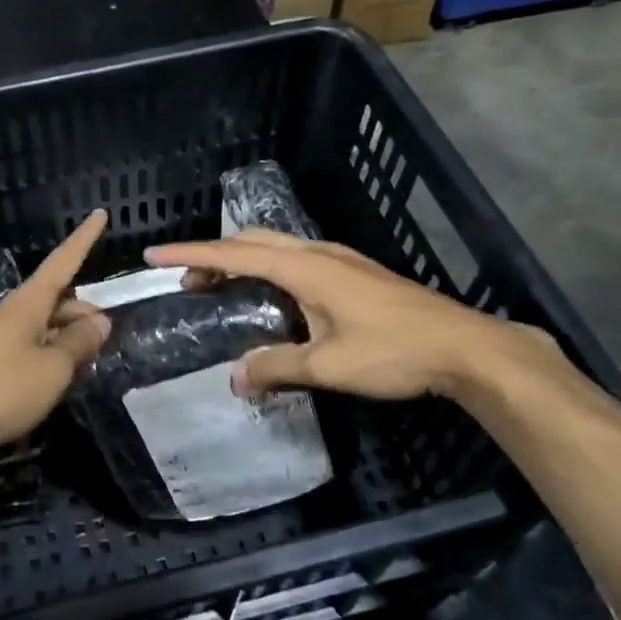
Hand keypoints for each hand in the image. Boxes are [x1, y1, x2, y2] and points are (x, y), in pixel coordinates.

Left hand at [0, 210, 111, 476]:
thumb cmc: (0, 390)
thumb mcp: (52, 368)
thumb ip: (79, 343)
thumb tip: (99, 320)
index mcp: (27, 304)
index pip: (63, 262)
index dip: (84, 240)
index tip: (100, 214)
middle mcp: (11, 315)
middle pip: (55, 299)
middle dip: (83, 309)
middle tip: (108, 331)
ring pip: (43, 327)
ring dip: (68, 336)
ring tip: (91, 358)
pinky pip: (29, 350)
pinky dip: (50, 356)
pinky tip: (60, 378)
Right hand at [142, 229, 521, 401]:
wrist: (465, 347)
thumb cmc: (394, 352)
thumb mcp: (328, 365)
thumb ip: (276, 367)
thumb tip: (235, 376)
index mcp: (305, 268)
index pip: (234, 254)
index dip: (191, 254)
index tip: (155, 254)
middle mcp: (319, 253)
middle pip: (253, 242)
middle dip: (213, 256)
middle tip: (186, 282)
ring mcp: (341, 260)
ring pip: (277, 248)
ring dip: (242, 260)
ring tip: (220, 287)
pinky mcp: (356, 273)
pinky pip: (297, 259)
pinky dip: (268, 268)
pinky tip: (273, 297)